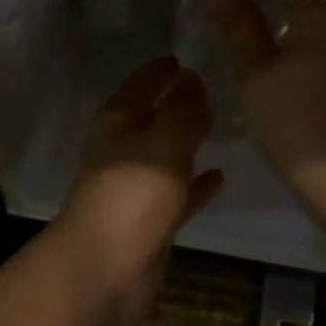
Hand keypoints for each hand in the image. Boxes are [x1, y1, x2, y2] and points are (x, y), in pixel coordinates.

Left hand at [58, 57, 223, 320]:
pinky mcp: (148, 219)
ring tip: (219, 127)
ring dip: (187, 142)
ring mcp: (134, 186)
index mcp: (117, 122)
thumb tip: (192, 77)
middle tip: (213, 89)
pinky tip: (219, 177)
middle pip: (152, 118)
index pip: (140, 84)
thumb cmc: (133, 193)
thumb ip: (182, 110)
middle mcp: (122, 149)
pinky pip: (176, 192)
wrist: (106, 267)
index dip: (160, 70)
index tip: (184, 57)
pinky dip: (194, 184)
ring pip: (165, 154)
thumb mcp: (164, 141)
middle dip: (178, 104)